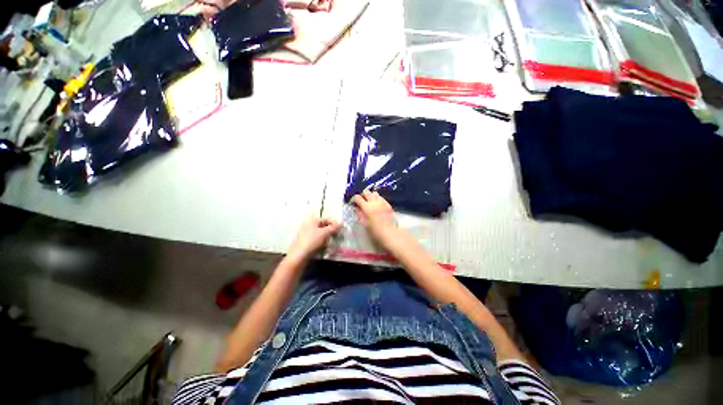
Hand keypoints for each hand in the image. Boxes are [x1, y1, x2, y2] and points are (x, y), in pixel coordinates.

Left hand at [288, 216, 341, 260]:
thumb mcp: (324, 233)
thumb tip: (341, 223)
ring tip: (331, 242)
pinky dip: (321, 242)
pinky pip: (316, 239)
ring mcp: (306, 233)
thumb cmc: (312, 241)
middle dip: (330, 231)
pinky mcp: (305, 242)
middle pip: (323, 226)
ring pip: (320, 233)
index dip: (334, 224)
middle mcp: (308, 225)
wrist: (298, 256)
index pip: (326, 219)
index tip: (341, 230)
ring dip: (326, 237)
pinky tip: (324, 247)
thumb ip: (333, 227)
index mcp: (312, 220)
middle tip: (337, 236)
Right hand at [352, 190, 395, 240]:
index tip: (353, 203)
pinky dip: (378, 199)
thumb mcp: (364, 223)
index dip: (353, 199)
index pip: (357, 197)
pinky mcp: (388, 204)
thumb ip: (359, 214)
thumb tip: (356, 208)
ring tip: (370, 202)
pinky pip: (381, 198)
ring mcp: (382, 202)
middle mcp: (374, 202)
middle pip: (366, 192)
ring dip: (371, 196)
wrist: (389, 233)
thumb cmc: (374, 230)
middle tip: (361, 201)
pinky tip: (377, 205)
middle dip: (362, 195)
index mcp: (366, 207)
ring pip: (374, 193)